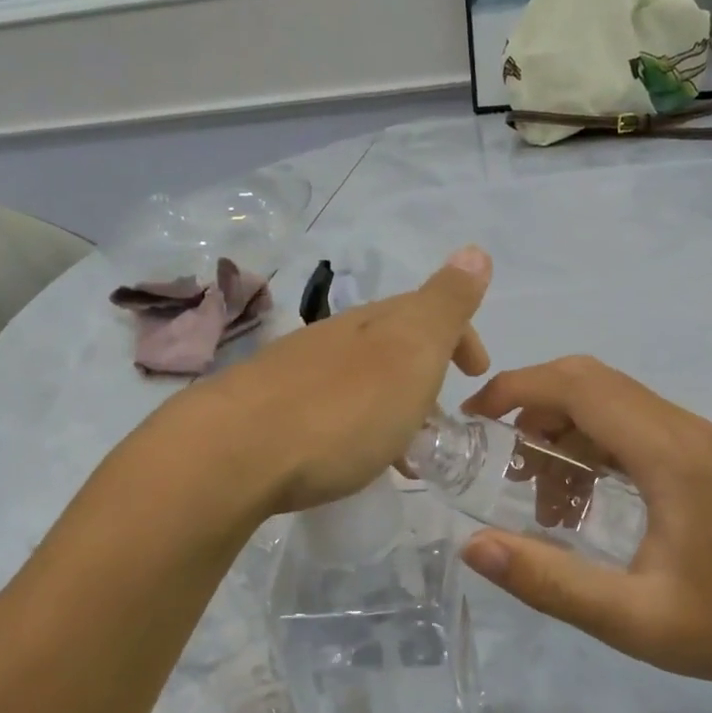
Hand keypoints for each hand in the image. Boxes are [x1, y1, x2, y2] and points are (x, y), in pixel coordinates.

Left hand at [193, 247, 491, 514]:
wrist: (234, 454)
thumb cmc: (342, 408)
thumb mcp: (410, 351)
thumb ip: (445, 305)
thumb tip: (474, 250)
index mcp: (373, 323)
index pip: (426, 312)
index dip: (460, 335)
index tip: (477, 374)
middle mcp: (333, 339)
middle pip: (390, 346)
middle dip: (425, 375)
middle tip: (445, 420)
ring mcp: (295, 374)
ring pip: (360, 381)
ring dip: (392, 407)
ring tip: (405, 455)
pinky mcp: (267, 413)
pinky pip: (331, 412)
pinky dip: (358, 429)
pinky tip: (350, 461)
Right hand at [459, 356, 711, 688]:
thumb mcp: (626, 618)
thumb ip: (547, 581)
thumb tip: (472, 546)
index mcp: (669, 454)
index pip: (580, 387)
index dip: (518, 388)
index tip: (473, 417)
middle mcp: (683, 428)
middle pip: (592, 380)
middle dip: (533, 404)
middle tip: (499, 456)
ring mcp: (694, 437)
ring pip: (609, 399)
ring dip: (561, 428)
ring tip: (540, 494)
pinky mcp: (696, 453)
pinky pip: (628, 423)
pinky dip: (588, 443)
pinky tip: (577, 497)